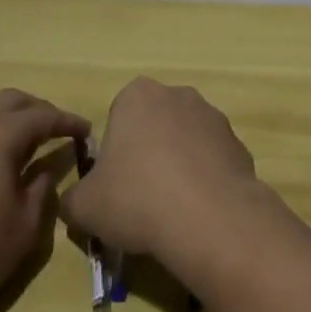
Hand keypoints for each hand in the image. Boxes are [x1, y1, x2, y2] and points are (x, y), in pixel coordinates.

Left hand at [0, 89, 87, 311]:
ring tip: (18, 145)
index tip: (85, 130)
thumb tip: (45, 170)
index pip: (43, 116)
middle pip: (10, 100)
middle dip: (37, 110)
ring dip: (4, 120)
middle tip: (54, 130)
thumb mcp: (24, 228)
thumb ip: (41, 189)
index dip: (68, 122)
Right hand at [60, 78, 267, 271]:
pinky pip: (212, 160)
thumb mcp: (84, 206)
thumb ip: (72, 198)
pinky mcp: (238, 143)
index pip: (118, 115)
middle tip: (140, 197)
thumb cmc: (137, 198)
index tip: (115, 182)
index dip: (115, 151)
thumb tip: (76, 202)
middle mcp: (177, 94)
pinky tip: (199, 211)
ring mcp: (212, 116)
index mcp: (137, 96)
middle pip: (154, 124)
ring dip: (178, 166)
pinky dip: (205, 180)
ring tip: (172, 210)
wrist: (209, 217)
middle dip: (148, 153)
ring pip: (185, 141)